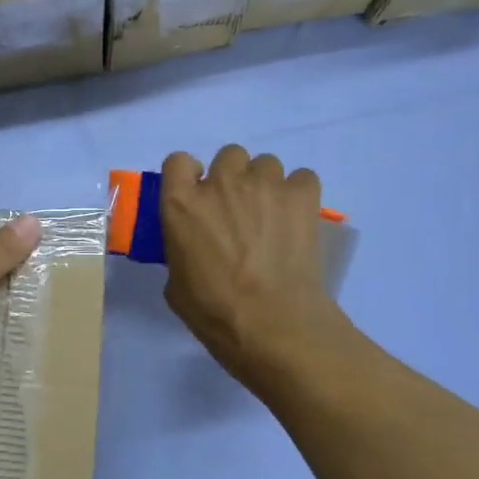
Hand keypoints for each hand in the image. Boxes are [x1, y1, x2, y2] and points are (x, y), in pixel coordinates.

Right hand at [158, 146, 345, 393]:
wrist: (273, 323)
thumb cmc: (214, 311)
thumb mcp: (176, 282)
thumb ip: (181, 249)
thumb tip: (193, 248)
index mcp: (180, 204)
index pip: (178, 161)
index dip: (188, 176)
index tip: (196, 195)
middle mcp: (220, 184)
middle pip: (228, 155)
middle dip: (232, 177)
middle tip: (238, 210)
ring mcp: (263, 185)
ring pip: (266, 163)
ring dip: (265, 184)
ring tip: (272, 216)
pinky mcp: (301, 196)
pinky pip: (302, 177)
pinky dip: (299, 193)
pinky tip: (297, 218)